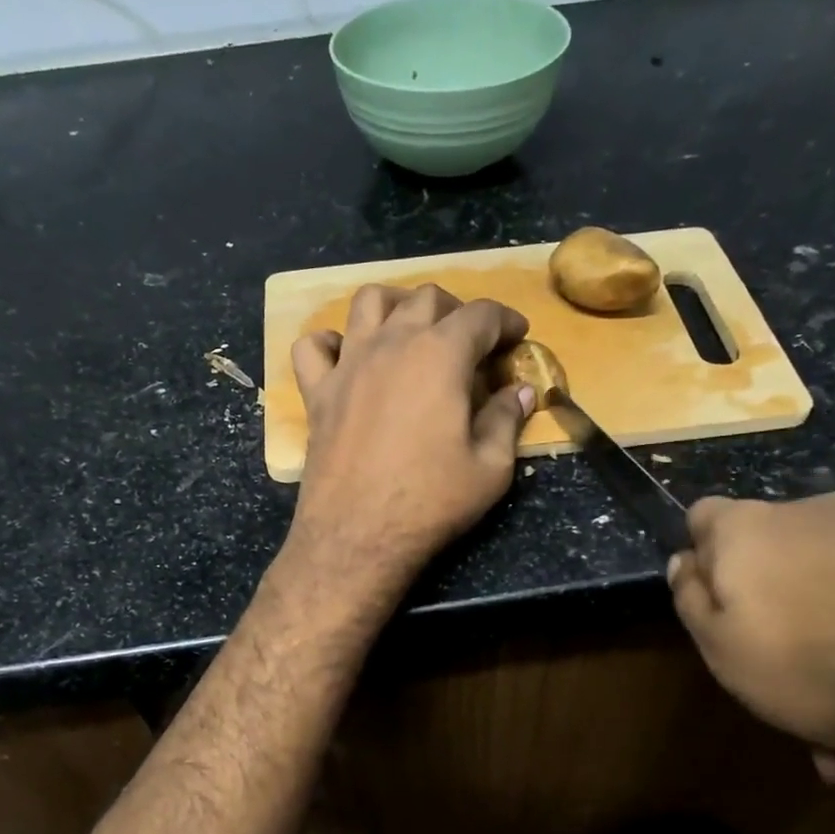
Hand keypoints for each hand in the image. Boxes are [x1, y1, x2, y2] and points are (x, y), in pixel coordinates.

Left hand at [283, 283, 534, 598]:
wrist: (358, 536)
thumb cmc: (430, 502)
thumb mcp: (490, 468)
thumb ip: (506, 420)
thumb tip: (520, 392)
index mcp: (441, 355)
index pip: (481, 315)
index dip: (506, 321)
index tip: (517, 338)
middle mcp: (392, 344)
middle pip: (426, 298)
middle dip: (456, 310)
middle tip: (471, 343)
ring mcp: (348, 364)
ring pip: (368, 302)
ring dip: (396, 307)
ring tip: (411, 332)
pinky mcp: (317, 392)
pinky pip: (314, 346)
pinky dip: (331, 343)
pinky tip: (348, 360)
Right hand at [665, 491, 834, 779]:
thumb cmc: (814, 661)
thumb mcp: (721, 647)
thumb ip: (693, 602)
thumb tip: (686, 562)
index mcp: (750, 531)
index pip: (703, 518)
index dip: (703, 560)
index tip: (715, 609)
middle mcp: (818, 520)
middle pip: (780, 577)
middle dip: (785, 649)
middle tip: (801, 723)